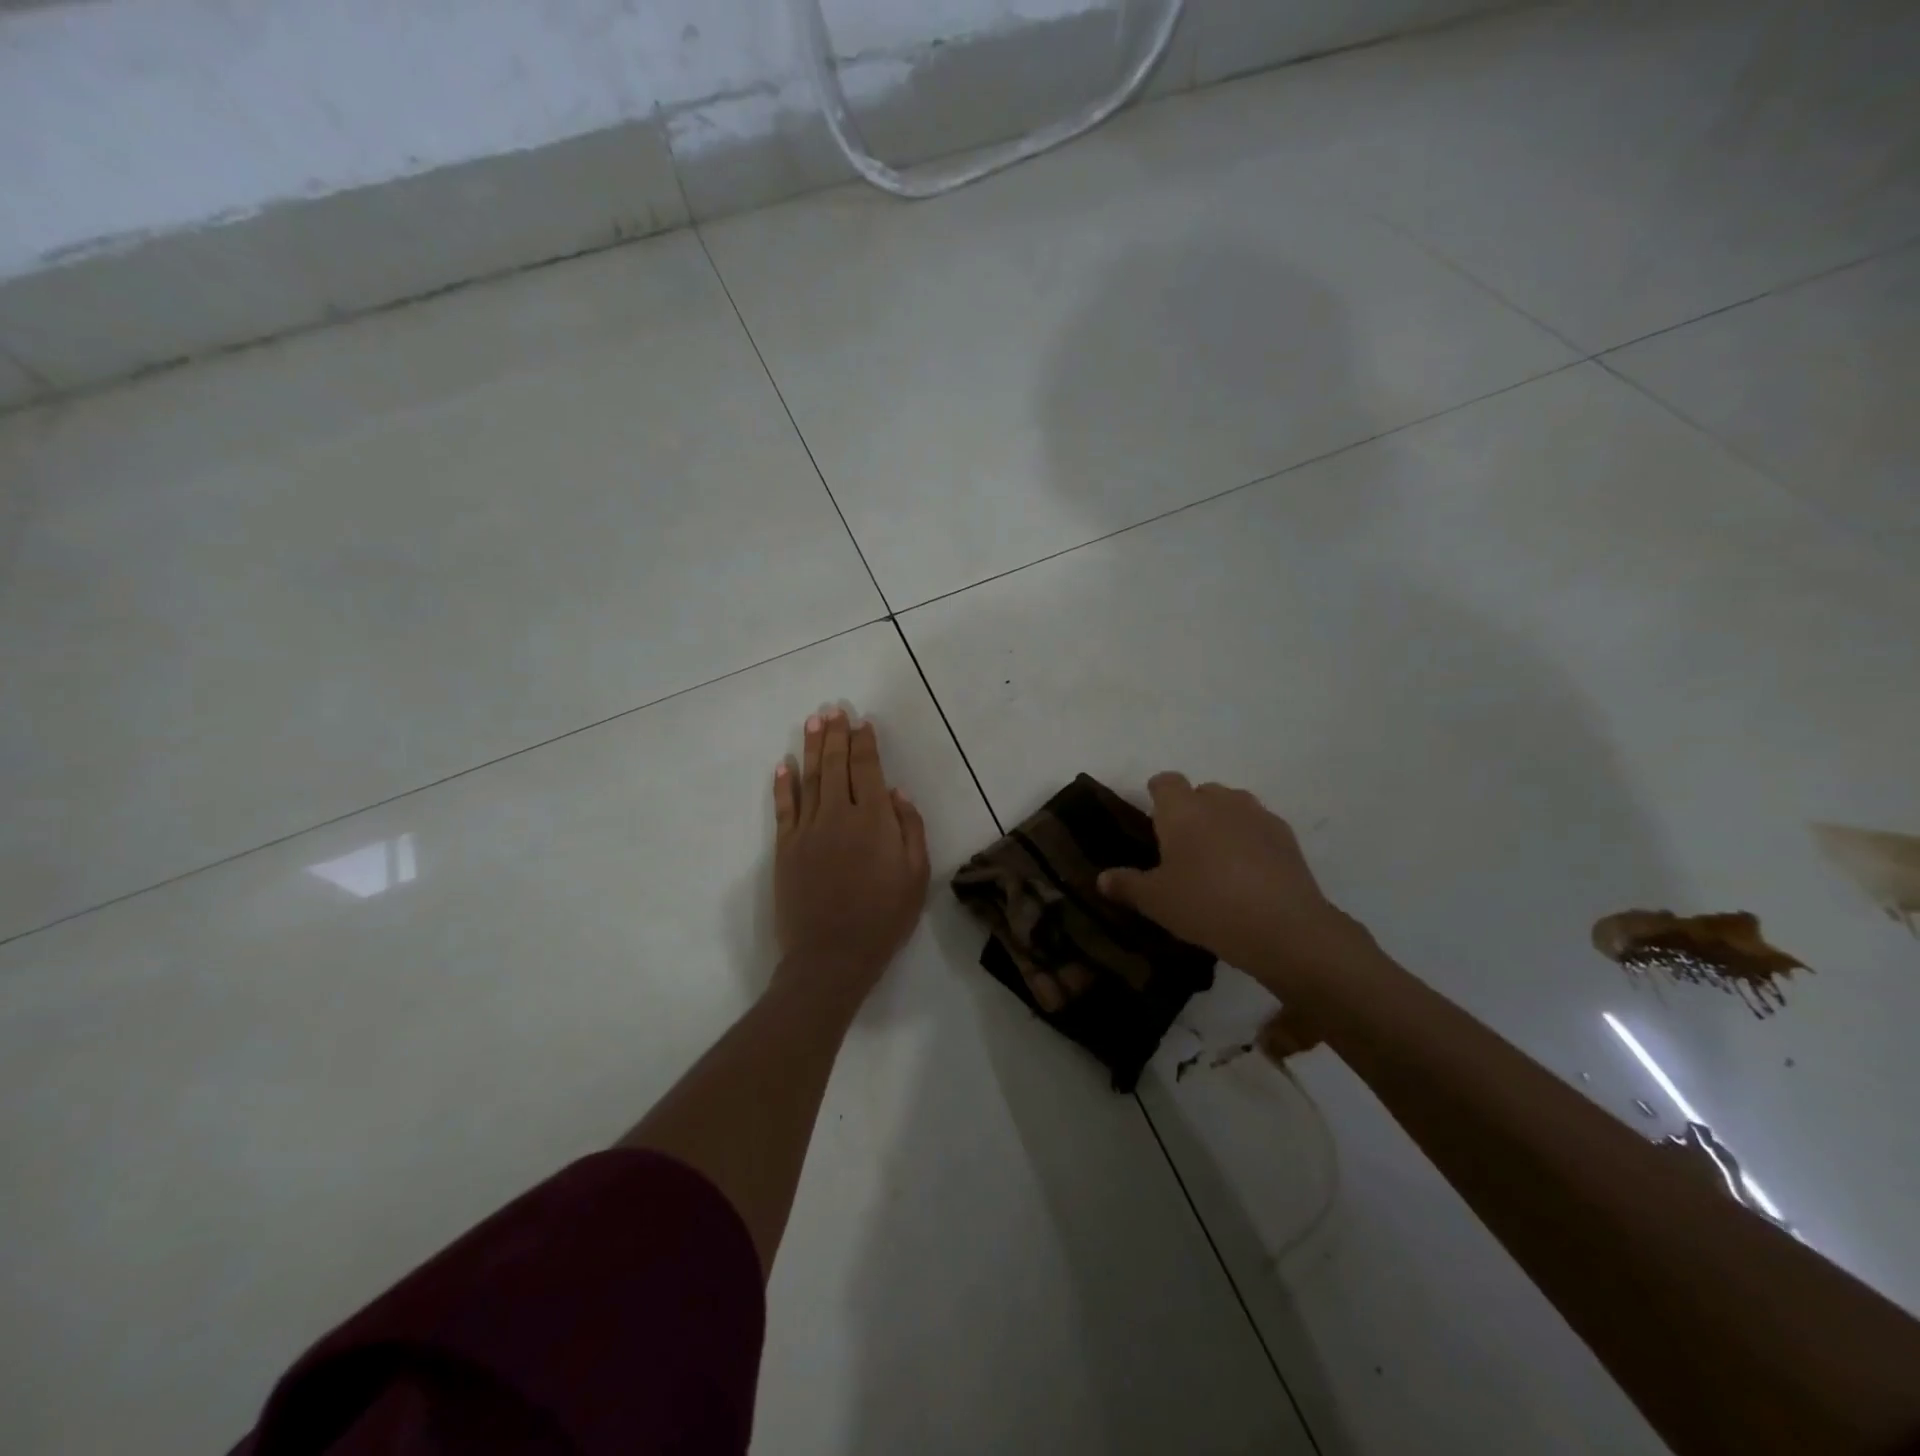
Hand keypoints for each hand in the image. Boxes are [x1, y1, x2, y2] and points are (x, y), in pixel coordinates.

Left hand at [772, 709, 929, 1005]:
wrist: (831, 956)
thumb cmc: (883, 918)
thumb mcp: (916, 876)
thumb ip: (910, 829)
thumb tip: (896, 793)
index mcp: (874, 820)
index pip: (868, 769)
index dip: (865, 743)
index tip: (862, 722)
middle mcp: (839, 815)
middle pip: (836, 765)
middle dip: (836, 734)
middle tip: (833, 709)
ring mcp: (808, 830)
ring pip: (810, 778)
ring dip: (811, 748)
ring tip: (813, 722)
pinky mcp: (786, 848)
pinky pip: (784, 808)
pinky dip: (783, 784)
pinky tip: (783, 764)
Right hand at [1098, 773, 1370, 997]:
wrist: (1283, 927)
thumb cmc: (1206, 905)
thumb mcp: (1156, 902)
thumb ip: (1127, 885)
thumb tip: (1102, 879)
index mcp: (1182, 809)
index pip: (1165, 782)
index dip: (1157, 796)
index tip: (1153, 821)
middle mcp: (1219, 801)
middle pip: (1201, 792)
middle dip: (1191, 811)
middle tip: (1183, 849)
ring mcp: (1257, 815)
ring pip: (1233, 806)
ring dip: (1223, 822)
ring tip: (1218, 860)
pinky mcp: (1286, 836)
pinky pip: (1259, 827)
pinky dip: (1251, 841)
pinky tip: (1249, 874)